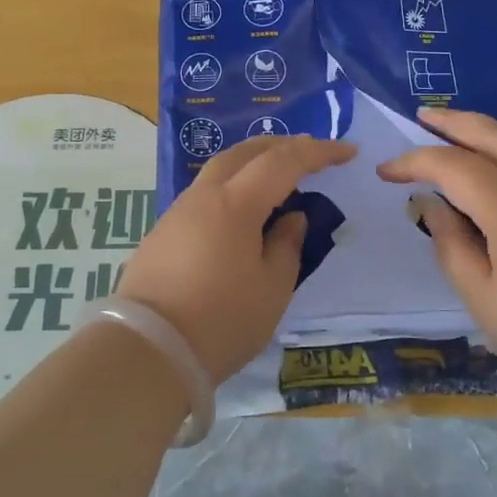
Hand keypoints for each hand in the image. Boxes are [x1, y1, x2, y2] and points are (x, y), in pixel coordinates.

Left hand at [117, 134, 356, 382]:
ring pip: (219, 170)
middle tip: (310, 151)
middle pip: (244, 152)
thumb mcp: (272, 288)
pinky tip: (240, 210)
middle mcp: (203, 196)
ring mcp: (177, 213)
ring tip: (277, 176)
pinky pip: (204, 194)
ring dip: (252, 163)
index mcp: (236, 203)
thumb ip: (287, 245)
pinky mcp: (161, 234)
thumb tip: (291, 216)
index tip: (347, 151)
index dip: (318, 152)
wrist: (148, 351)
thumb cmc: (222, 320)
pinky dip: (231, 188)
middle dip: (281, 145)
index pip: (283, 161)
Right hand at [377, 107, 496, 398]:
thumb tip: (432, 205)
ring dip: (482, 132)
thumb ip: (451, 244)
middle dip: (454, 122)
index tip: (386, 172)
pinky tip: (492, 174)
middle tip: (422, 116)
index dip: (415, 162)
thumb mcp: (481, 297)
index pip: (454, 166)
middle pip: (494, 136)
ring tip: (453, 133)